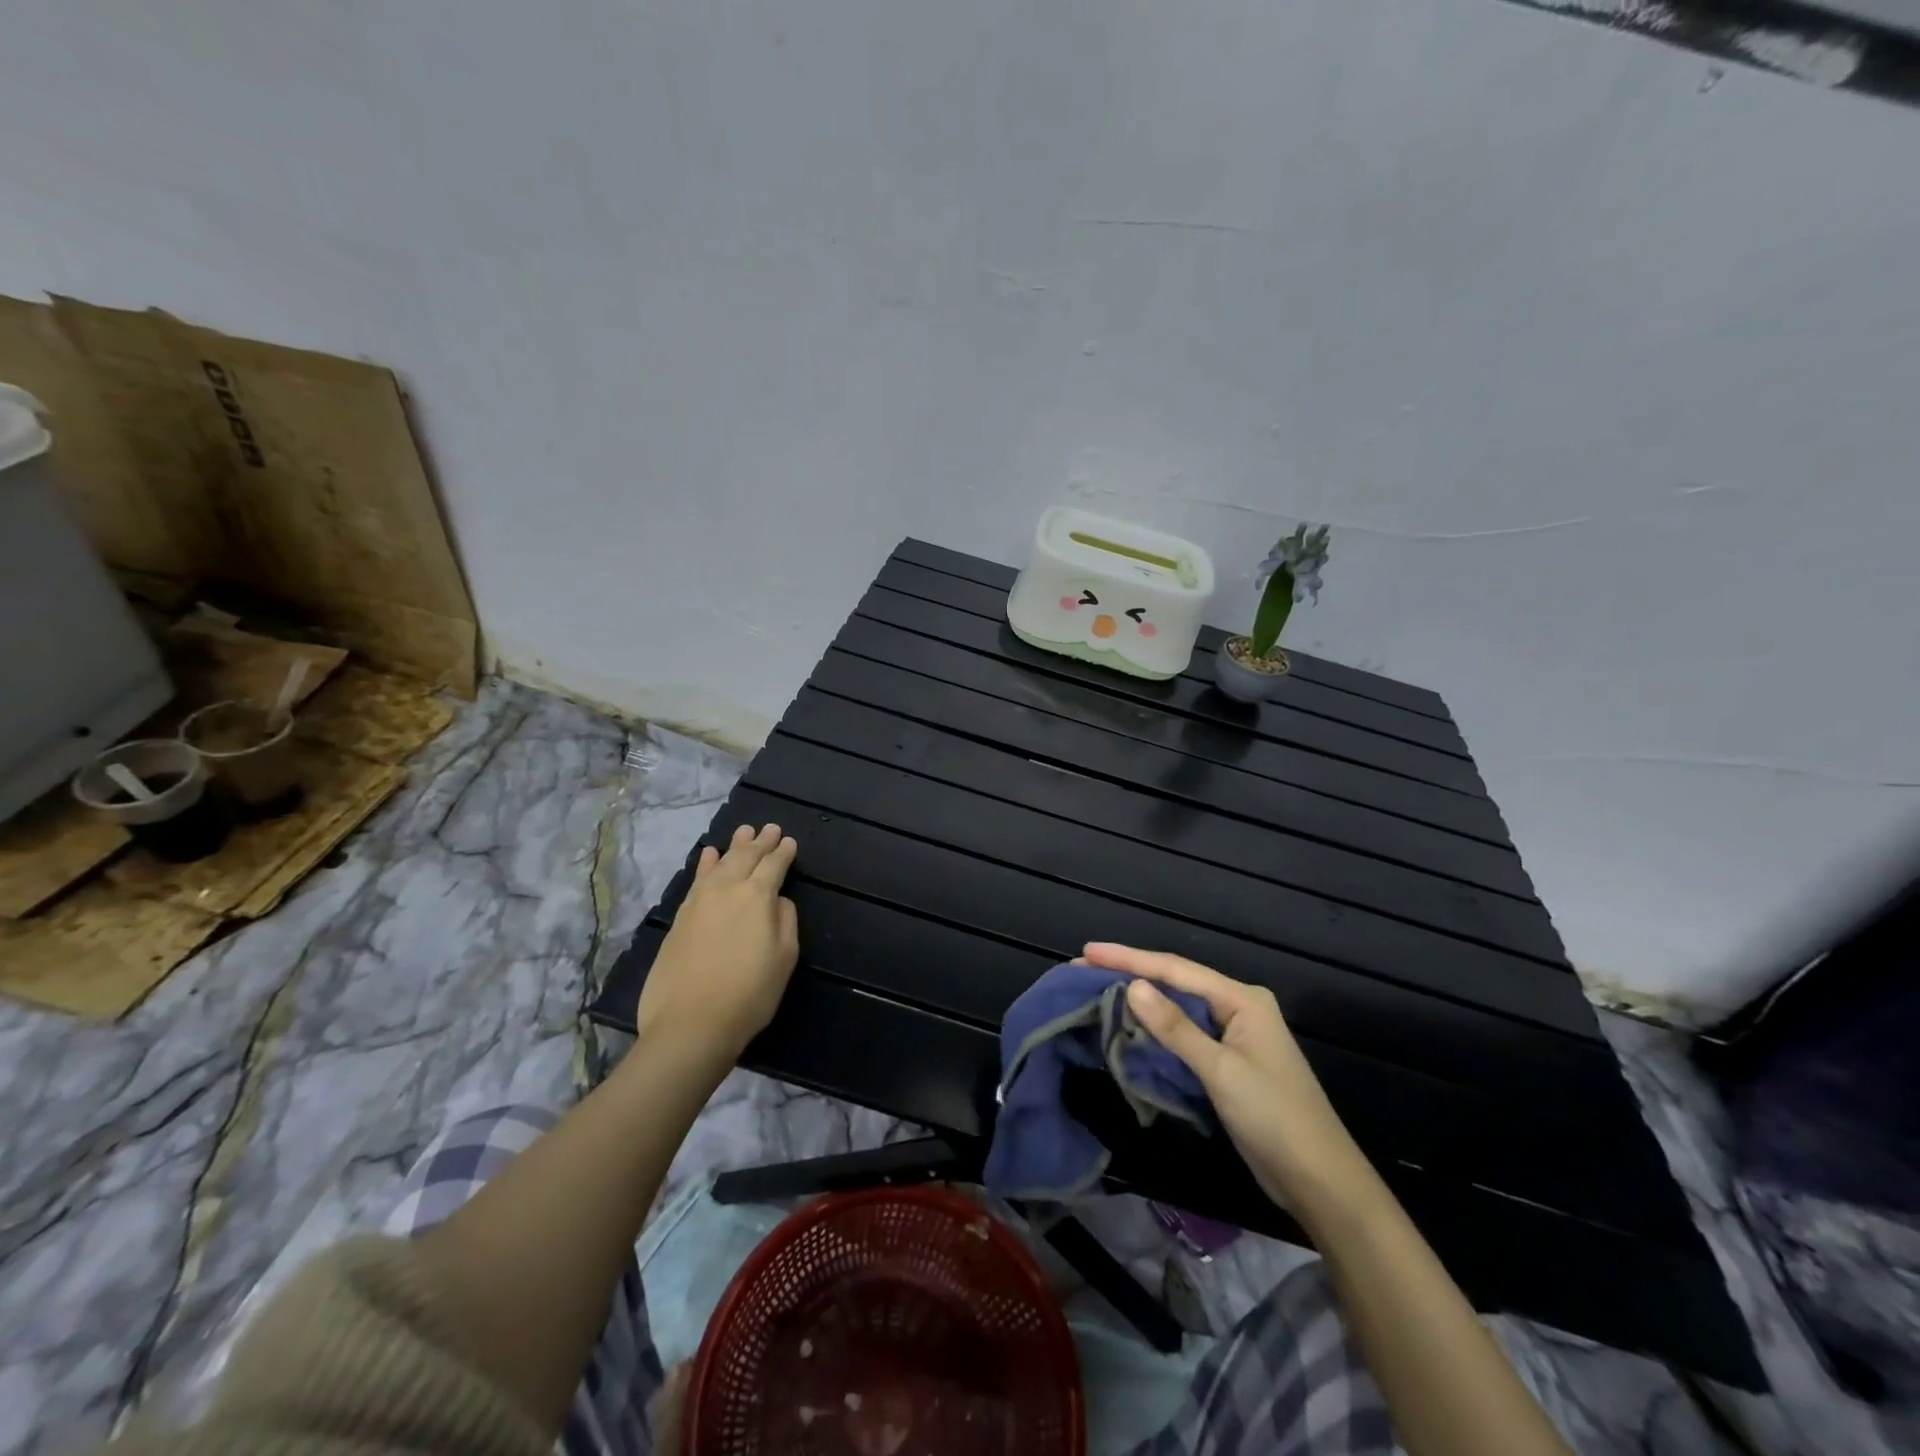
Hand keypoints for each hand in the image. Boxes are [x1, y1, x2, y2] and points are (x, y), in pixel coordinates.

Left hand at [638, 824, 799, 1060]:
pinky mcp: (680, 917)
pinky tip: (709, 855)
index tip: (790, 842)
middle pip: (746, 857)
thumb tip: (777, 900)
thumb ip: (785, 920)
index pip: (774, 865)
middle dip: (761, 842)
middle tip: (770, 828)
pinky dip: (705, 863)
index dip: (784, 852)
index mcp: (758, 896)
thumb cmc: (749, 994)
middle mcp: (727, 889)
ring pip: (720, 863)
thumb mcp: (785, 958)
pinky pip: (697, 879)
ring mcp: (699, 901)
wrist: (690, 1023)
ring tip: (744, 831)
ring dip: (735, 846)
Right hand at [1084, 942, 1378, 1227]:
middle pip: (1175, 981)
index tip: (1087, 952)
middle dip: (1129, 973)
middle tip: (1082, 969)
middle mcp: (1237, 1007)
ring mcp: (1233, 1035)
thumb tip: (1133, 986)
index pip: (1175, 969)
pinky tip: (1128, 1025)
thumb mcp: (1221, 1071)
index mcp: (1241, 999)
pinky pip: (1183, 1033)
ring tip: (1095, 989)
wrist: (1320, 1182)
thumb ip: (1175, 1028)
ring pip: (1177, 1007)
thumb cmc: (1274, 1119)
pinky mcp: (1227, 1061)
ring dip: (1139, 1000)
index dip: (1129, 958)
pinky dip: (1155, 1028)